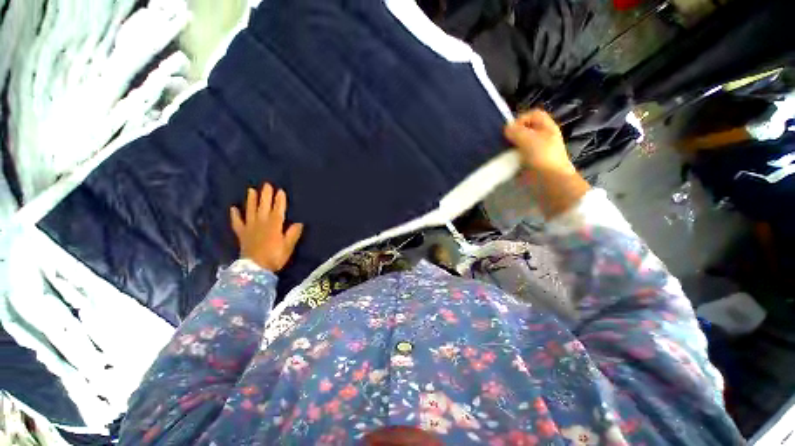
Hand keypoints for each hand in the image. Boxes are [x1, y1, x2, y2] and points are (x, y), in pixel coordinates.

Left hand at [230, 184, 303, 271]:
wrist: (255, 269)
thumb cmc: (275, 257)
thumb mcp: (288, 246)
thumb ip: (293, 233)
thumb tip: (299, 223)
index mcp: (274, 226)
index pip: (278, 210)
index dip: (279, 200)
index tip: (280, 190)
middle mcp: (261, 223)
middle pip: (264, 207)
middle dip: (266, 195)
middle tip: (266, 184)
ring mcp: (250, 228)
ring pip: (250, 211)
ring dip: (251, 200)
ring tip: (251, 190)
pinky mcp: (242, 234)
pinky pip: (237, 223)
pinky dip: (235, 215)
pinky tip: (233, 208)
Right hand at [504, 109, 575, 174]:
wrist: (548, 181)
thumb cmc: (542, 156)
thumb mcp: (528, 139)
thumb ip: (516, 131)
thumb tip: (507, 128)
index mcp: (547, 128)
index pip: (533, 115)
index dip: (521, 119)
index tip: (510, 130)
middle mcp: (542, 138)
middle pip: (525, 130)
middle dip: (513, 134)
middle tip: (504, 141)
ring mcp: (535, 152)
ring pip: (519, 144)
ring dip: (510, 148)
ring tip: (502, 152)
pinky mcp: (529, 164)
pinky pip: (517, 158)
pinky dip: (511, 159)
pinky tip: (505, 162)